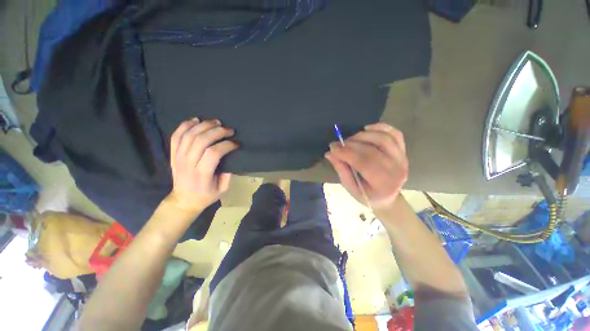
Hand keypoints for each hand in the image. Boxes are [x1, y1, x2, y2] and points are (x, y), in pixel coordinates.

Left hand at [168, 118, 238, 211]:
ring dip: (203, 125)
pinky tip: (196, 120)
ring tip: (216, 122)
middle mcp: (187, 164)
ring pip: (188, 135)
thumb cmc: (205, 196)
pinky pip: (176, 136)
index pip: (213, 153)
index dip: (226, 145)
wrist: (183, 200)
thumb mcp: (222, 190)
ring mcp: (177, 158)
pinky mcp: (172, 154)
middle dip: (217, 132)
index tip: (236, 143)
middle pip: (201, 141)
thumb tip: (232, 159)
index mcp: (201, 175)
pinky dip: (185, 125)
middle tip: (229, 130)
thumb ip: (228, 175)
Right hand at [325, 123, 408, 209]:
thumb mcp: (351, 188)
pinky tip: (367, 129)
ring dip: (363, 135)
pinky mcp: (403, 150)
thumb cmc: (367, 196)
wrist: (388, 197)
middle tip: (338, 143)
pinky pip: (394, 133)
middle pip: (372, 149)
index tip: (332, 147)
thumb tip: (330, 153)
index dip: (347, 153)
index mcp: (383, 183)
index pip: (364, 162)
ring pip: (383, 138)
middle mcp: (396, 169)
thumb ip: (341, 170)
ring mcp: (402, 158)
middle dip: (351, 144)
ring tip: (350, 139)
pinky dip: (380, 127)